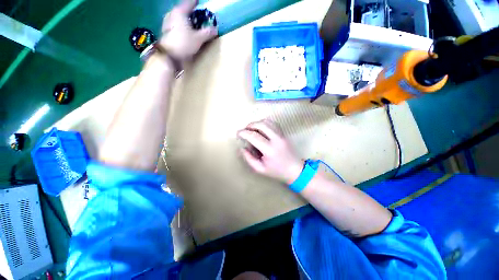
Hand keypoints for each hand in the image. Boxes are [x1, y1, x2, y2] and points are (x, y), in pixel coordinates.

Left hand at [160, 0, 217, 61]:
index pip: (189, 2)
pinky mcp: (166, 31)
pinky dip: (181, 25)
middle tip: (196, 14)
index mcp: (180, 12)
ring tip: (191, 23)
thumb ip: (207, 33)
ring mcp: (167, 22)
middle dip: (190, 11)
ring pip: (178, 17)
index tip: (199, 1)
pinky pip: (175, 24)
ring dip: (185, 19)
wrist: (169, 56)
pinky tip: (184, 30)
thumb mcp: (198, 39)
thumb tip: (215, 29)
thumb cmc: (184, 44)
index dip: (195, 2)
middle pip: (182, 9)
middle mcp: (172, 14)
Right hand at [237, 120, 303, 183]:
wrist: (295, 169)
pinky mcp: (284, 133)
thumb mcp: (260, 169)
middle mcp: (276, 139)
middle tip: (245, 130)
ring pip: (268, 122)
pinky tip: (261, 128)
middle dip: (250, 125)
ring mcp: (281, 135)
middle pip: (261, 125)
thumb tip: (242, 148)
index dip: (244, 133)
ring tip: (252, 128)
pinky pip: (273, 123)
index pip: (254, 136)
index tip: (238, 133)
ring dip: (257, 123)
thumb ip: (249, 158)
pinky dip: (265, 123)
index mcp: (269, 150)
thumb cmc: (277, 171)